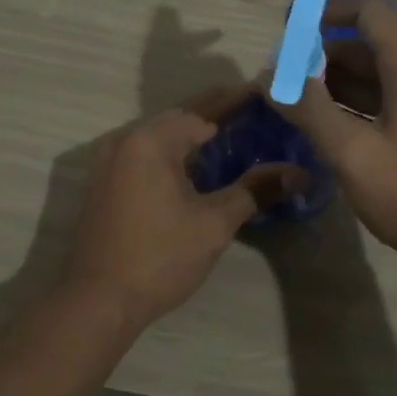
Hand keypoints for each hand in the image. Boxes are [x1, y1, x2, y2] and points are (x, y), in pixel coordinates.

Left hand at [60, 89, 296, 333]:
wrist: (97, 301)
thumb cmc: (160, 257)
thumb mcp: (214, 223)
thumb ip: (255, 190)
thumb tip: (299, 172)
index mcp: (151, 140)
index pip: (202, 110)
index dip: (236, 101)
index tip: (264, 94)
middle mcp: (125, 140)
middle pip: (179, 119)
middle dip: (215, 116)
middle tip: (253, 117)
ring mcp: (108, 162)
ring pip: (159, 138)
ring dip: (192, 137)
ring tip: (231, 139)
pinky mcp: (104, 184)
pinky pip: (144, 155)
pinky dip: (172, 155)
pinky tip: (195, 169)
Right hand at [272, 0, 396, 271]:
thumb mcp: (350, 153)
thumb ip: (308, 109)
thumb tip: (268, 77)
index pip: (370, 11)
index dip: (328, 10)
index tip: (292, 29)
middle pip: (373, 40)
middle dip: (327, 48)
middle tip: (288, 70)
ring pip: (381, 70)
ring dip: (340, 76)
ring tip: (299, 96)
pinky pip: (391, 94)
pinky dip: (358, 98)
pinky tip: (330, 121)